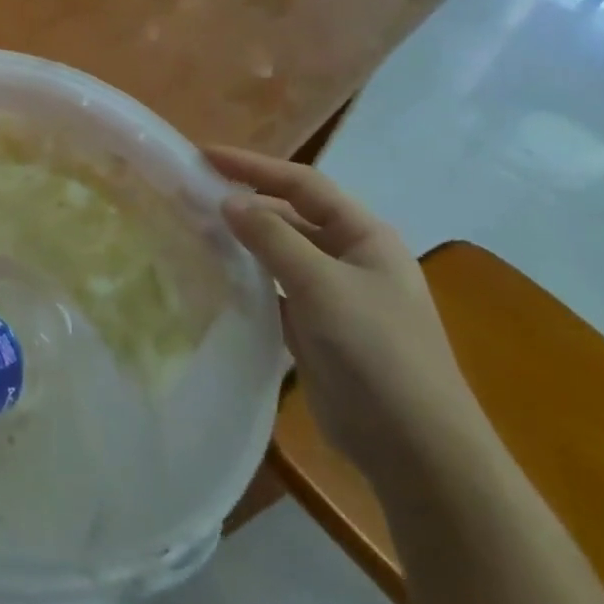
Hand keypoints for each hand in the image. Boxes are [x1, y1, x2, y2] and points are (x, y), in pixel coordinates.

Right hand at [206, 147, 487, 486]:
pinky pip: (272, 289)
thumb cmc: (377, 352)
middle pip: (289, 215)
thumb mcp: (322, 285)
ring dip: (240, 240)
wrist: (414, 447)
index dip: (253, 166)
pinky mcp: (314, 328)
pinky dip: (243, 278)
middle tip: (190, 194)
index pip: (303, 185)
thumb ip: (272, 238)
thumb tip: (226, 200)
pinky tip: (211, 275)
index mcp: (365, 236)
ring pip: (277, 253)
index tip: (203, 156)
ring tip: (191, 228)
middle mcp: (349, 258)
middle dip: (243, 202)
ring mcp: (332, 295)